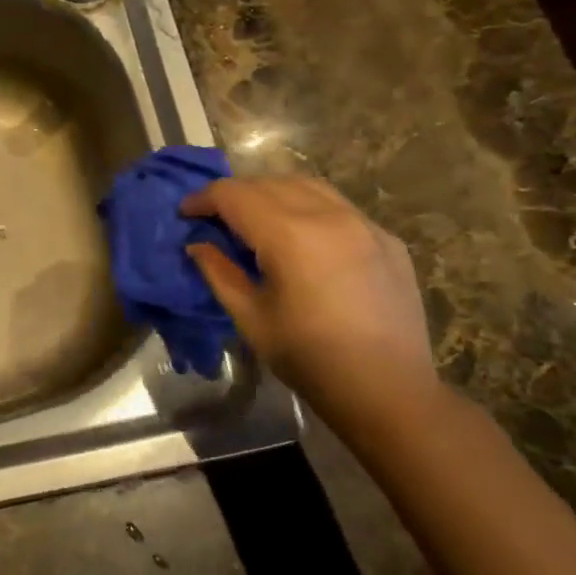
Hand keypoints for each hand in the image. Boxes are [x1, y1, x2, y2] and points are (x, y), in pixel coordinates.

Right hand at [182, 177, 446, 445]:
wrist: (390, 392)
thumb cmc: (310, 359)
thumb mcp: (251, 318)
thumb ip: (219, 273)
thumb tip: (197, 244)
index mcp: (289, 235)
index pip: (234, 194)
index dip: (203, 199)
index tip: (186, 214)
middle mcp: (328, 215)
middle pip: (268, 182)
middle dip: (235, 194)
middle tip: (216, 219)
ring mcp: (363, 223)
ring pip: (307, 185)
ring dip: (273, 193)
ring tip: (257, 219)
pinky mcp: (386, 238)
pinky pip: (339, 207)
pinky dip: (310, 209)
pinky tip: (305, 239)